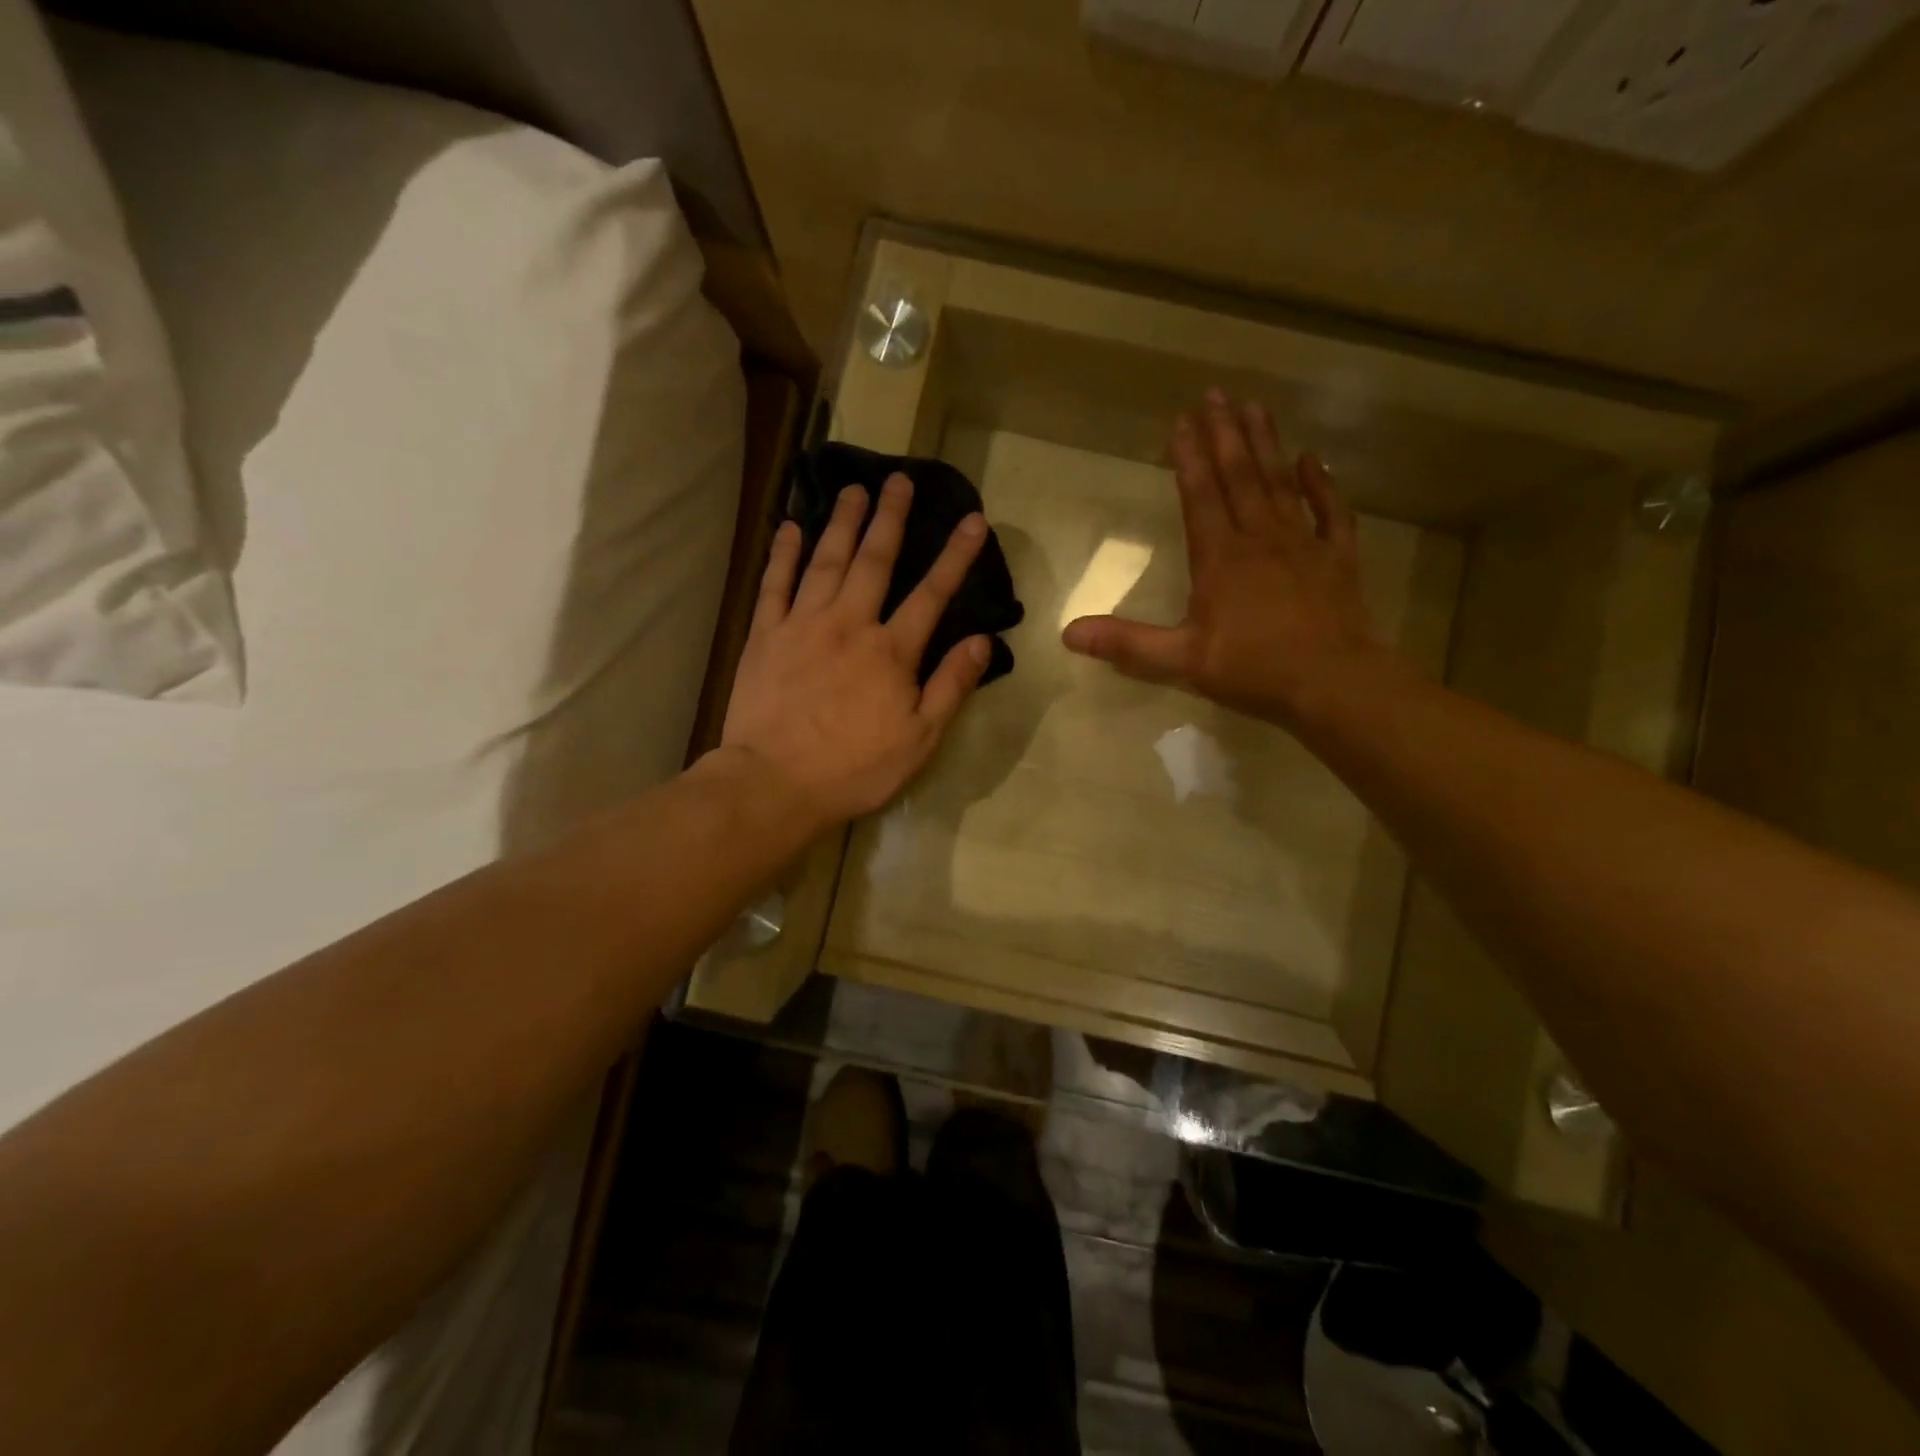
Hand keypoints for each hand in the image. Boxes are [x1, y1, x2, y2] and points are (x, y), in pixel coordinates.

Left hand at [718, 474, 991, 835]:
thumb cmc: (854, 768)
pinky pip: (775, 583)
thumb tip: (982, 640)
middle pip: (874, 561)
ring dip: (842, 522)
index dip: (955, 556)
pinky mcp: (765, 635)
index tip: (972, 519)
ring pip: (826, 561)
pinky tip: (791, 527)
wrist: (774, 783)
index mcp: (891, 651)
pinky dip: (784, 553)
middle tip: (899, 479)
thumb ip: (950, 685)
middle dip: (890, 518)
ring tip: (854, 488)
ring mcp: (803, 624)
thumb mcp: (919, 739)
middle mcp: (849, 624)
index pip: (932, 594)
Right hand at [1061, 390, 1388, 727]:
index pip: (1200, 496)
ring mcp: (1302, 544)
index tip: (1180, 419)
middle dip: (1225, 434)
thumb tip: (1067, 634)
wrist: (1333, 683)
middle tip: (1216, 393)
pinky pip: (1331, 511)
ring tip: (1255, 407)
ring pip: (1281, 482)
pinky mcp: (1337, 558)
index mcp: (1220, 558)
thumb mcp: (1180, 661)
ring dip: (1266, 444)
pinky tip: (1312, 459)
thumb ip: (1126, 643)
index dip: (1188, 457)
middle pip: (1240, 476)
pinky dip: (1321, 483)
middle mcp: (1260, 538)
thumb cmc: (1253, 669)